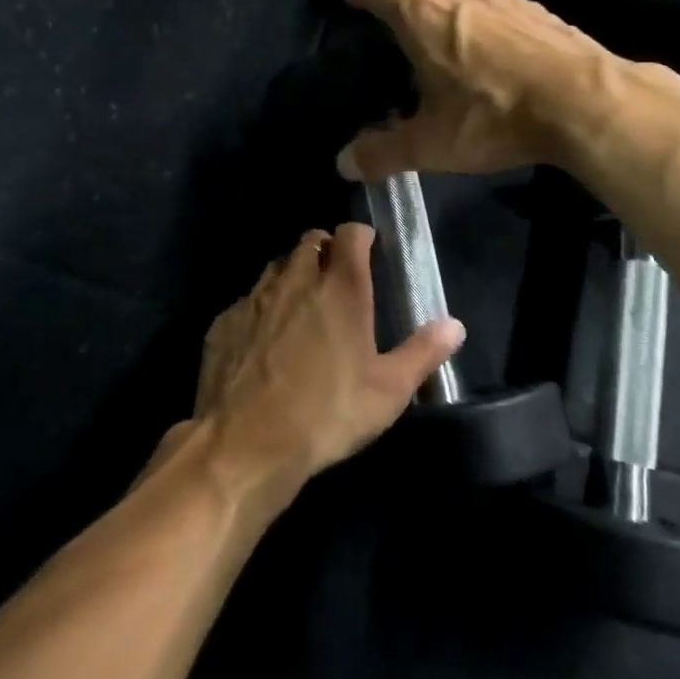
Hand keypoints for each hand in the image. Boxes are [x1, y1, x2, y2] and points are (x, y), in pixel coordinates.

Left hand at [191, 224, 464, 491]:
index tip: (368, 250)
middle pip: (311, 241)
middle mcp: (297, 279)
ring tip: (303, 305)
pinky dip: (262, 307)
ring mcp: (256, 297)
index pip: (350, 234)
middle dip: (326, 250)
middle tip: (337, 279)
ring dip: (293, 274)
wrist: (244, 444)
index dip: (360, 236)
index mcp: (341, 288)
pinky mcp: (225, 321)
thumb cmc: (326, 414)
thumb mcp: (388, 391)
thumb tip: (455, 326)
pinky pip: (248, 299)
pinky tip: (265, 339)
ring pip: (277, 266)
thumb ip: (422, 352)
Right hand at [336, 0, 628, 182]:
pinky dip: (485, 9)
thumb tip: (345, 163)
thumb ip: (384, 153)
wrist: (583, 101)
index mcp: (424, 19)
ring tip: (446, 23)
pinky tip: (495, 39)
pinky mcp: (538, 10)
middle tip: (399, 7)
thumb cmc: (494, 117)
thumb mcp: (432, 145)